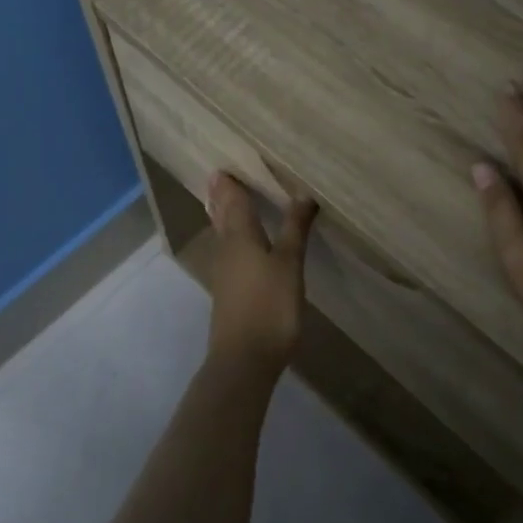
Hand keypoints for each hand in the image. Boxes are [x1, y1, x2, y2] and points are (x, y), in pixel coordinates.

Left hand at [204, 172, 315, 376]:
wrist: (244, 359)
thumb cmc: (270, 306)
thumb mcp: (289, 264)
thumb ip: (295, 228)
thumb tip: (302, 192)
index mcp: (240, 237)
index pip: (233, 201)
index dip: (230, 183)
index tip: (224, 163)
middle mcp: (227, 249)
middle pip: (223, 215)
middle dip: (223, 196)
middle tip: (220, 176)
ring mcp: (225, 272)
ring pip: (223, 234)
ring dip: (225, 215)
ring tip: (229, 200)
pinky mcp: (229, 291)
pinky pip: (229, 252)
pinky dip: (233, 238)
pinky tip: (243, 244)